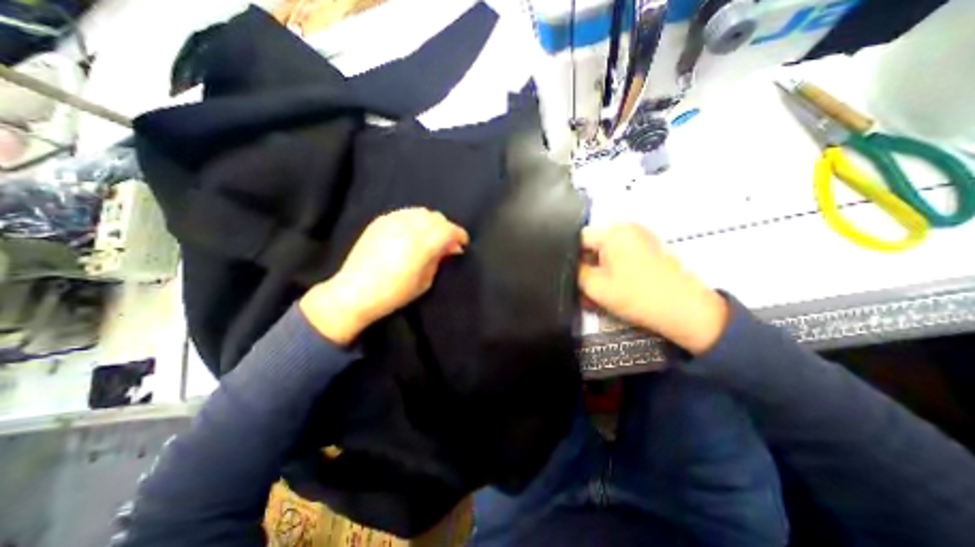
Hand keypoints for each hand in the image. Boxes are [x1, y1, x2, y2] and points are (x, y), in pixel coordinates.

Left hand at [302, 210, 468, 345]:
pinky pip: (405, 213)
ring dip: (432, 222)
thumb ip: (439, 260)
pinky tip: (414, 231)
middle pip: (436, 218)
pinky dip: (415, 219)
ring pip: (421, 212)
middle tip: (448, 243)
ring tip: (431, 236)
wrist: (354, 292)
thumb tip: (451, 248)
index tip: (463, 243)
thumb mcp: (424, 282)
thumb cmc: (393, 294)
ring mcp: (391, 222)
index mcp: (421, 245)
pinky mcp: (380, 221)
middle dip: (447, 228)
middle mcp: (408, 228)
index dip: (460, 234)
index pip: (448, 230)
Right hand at [577, 223, 722, 354]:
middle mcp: (627, 228)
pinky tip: (613, 287)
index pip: (579, 238)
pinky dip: (613, 269)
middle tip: (582, 288)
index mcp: (613, 232)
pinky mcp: (650, 248)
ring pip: (607, 252)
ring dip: (598, 269)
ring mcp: (641, 237)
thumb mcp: (595, 286)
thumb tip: (569, 264)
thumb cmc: (636, 295)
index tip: (570, 276)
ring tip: (597, 292)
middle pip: (594, 244)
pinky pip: (622, 255)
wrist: (685, 310)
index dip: (570, 257)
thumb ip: (575, 272)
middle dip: (585, 265)